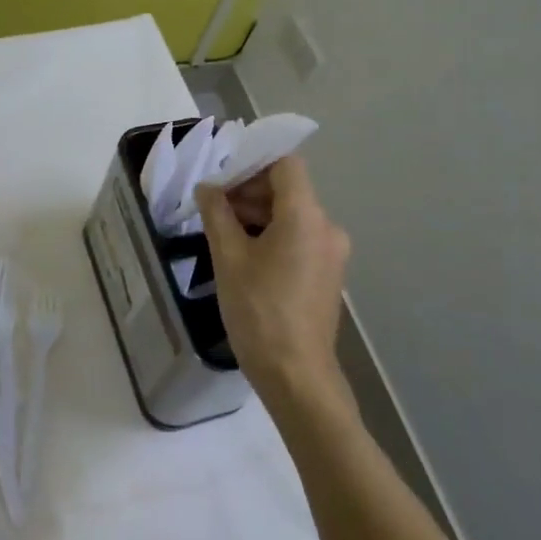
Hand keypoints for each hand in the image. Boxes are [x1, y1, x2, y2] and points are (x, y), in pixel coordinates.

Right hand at [197, 156, 349, 409]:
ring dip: (259, 215)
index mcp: (306, 216)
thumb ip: (217, 214)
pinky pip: (300, 238)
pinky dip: (274, 235)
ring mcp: (332, 253)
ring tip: (224, 233)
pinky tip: (245, 255)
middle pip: (289, 190)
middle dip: (250, 191)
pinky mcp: (328, 274)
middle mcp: (327, 227)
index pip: (285, 165)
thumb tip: (208, 188)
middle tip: (214, 209)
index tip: (222, 180)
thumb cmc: (259, 311)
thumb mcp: (228, 258)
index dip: (253, 164)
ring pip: (293, 215)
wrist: (296, 375)